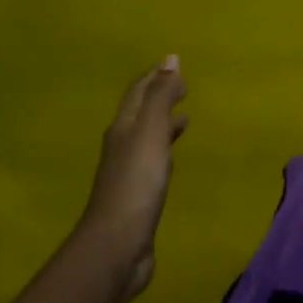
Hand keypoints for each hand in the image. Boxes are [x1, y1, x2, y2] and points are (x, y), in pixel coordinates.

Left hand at [76, 55, 187, 300]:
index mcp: (123, 128)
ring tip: (184, 117)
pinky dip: (165, 150)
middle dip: (159, 97)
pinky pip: (153, 162)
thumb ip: (161, 97)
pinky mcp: (138, 195)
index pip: (138, 93)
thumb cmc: (137, 183)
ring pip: (147, 138)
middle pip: (140, 114)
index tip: (175, 64)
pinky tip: (173, 158)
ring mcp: (128, 172)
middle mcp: (122, 145)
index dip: (155, 77)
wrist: (118, 243)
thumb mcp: (150, 133)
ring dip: (163, 124)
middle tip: (182, 87)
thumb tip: (170, 59)